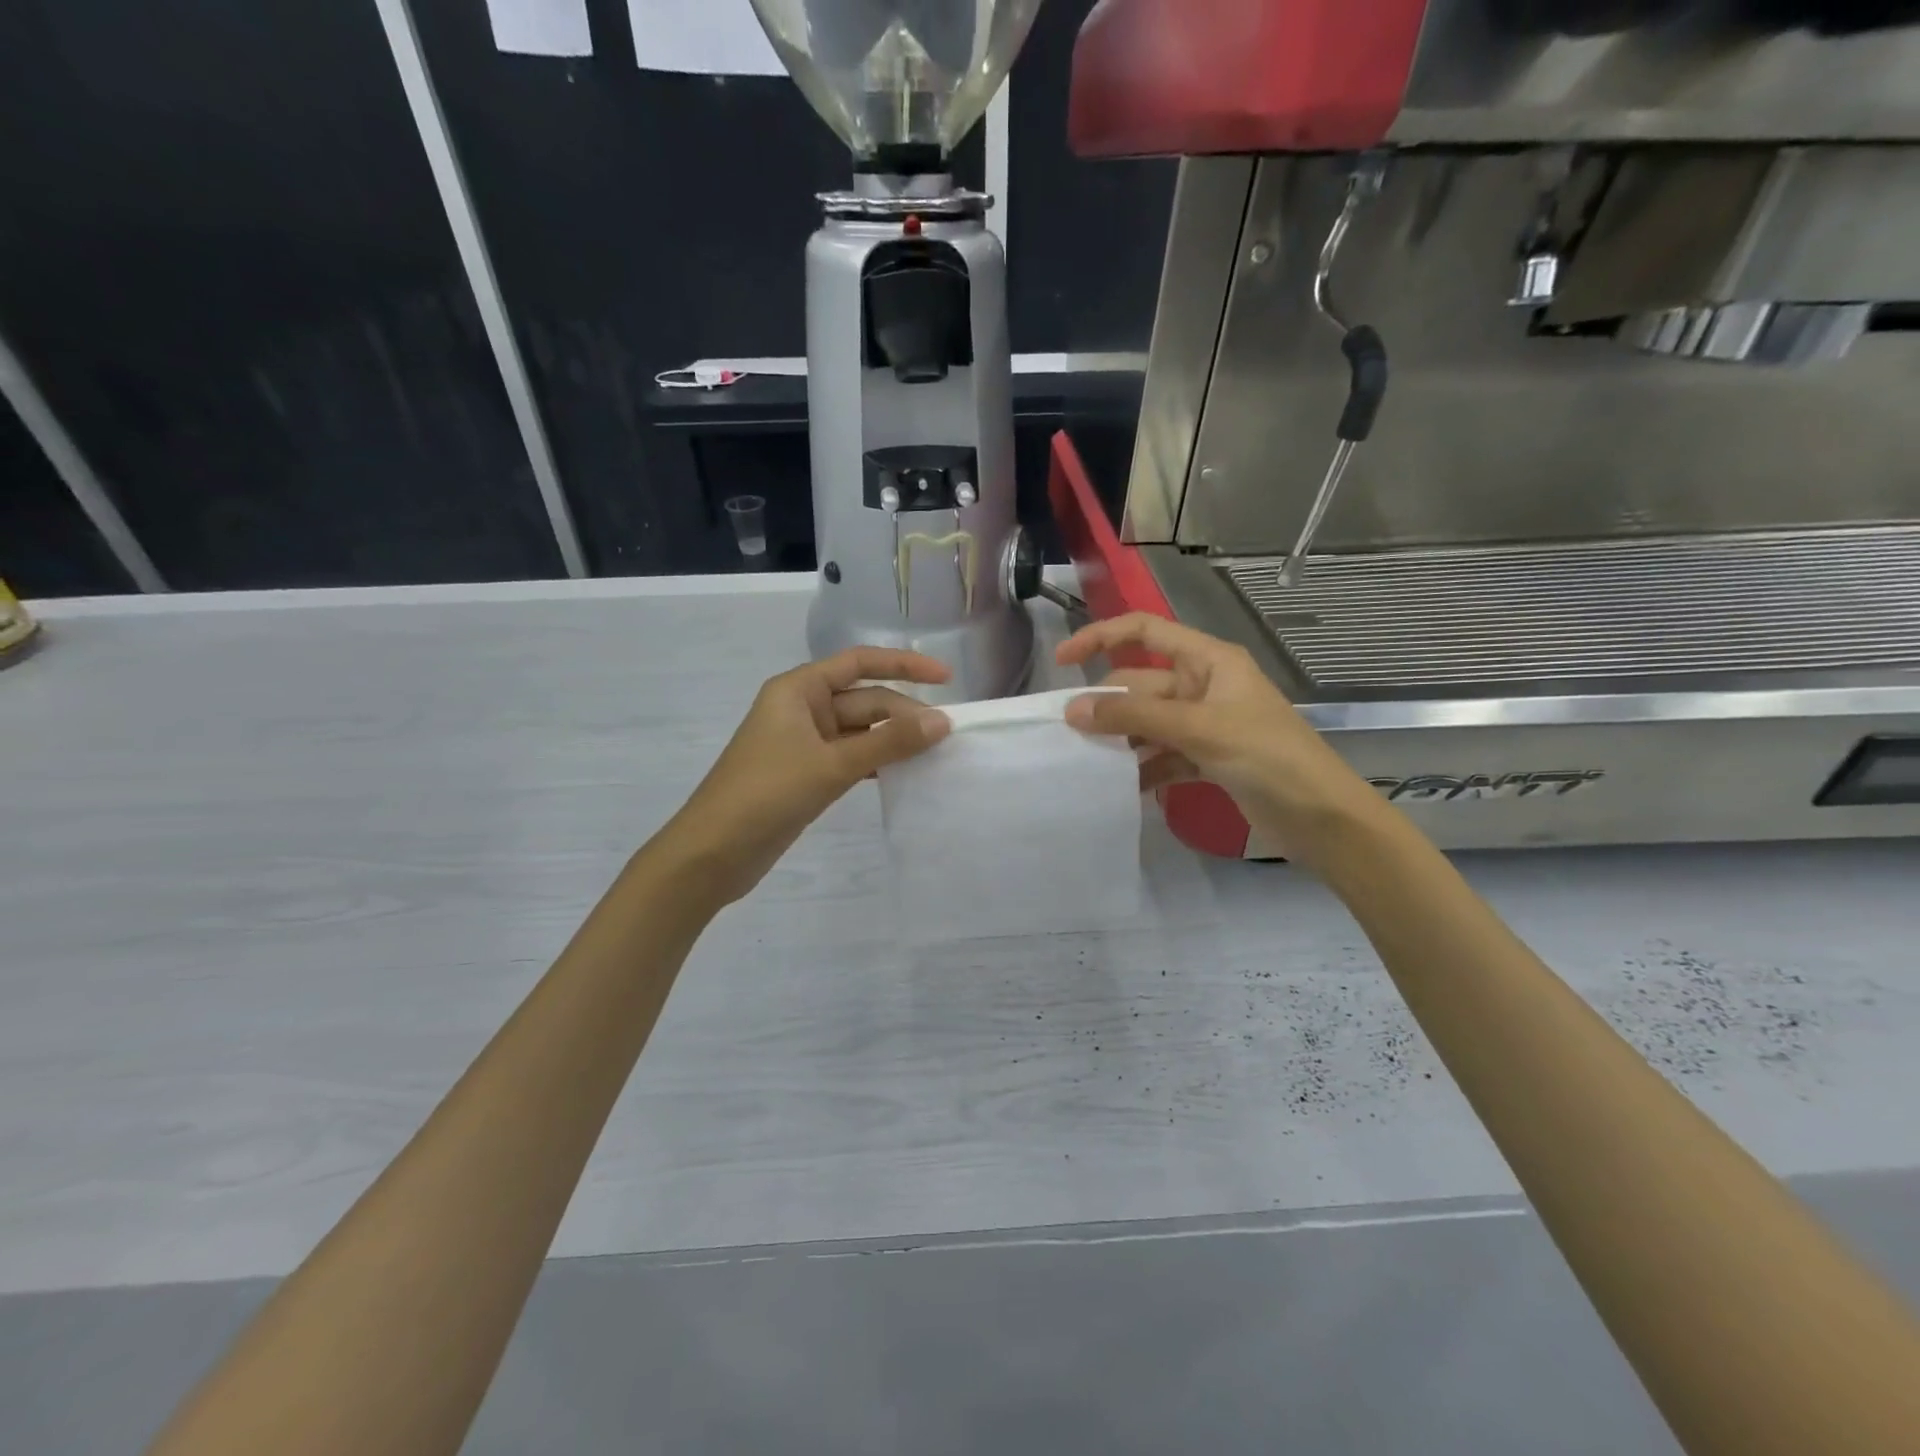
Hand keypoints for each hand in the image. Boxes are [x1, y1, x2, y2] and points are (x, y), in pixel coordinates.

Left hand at [658, 647, 952, 906]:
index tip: (946, 678)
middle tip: (948, 735)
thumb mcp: (832, 764)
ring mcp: (804, 744)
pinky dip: (877, 762)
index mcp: (798, 690)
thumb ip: (889, 741)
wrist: (713, 853)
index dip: (904, 665)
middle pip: (864, 700)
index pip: (859, 663)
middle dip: (904, 714)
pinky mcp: (807, 775)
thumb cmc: (767, 794)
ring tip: (936, 753)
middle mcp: (802, 709)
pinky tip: (905, 774)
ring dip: (894, 740)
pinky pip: (852, 758)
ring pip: (861, 732)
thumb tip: (942, 722)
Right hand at [1056, 613, 1381, 864]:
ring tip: (1088, 763)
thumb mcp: (1198, 729)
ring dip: (1122, 740)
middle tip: (1069, 734)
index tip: (1063, 661)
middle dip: (1107, 705)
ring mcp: (1205, 724)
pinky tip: (1124, 788)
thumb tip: (1072, 710)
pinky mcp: (1208, 759)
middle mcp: (1204, 686)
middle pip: (1141, 684)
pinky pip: (1163, 755)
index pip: (1145, 631)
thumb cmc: (1268, 756)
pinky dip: (1144, 769)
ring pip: (1148, 723)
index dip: (1101, 637)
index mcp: (1209, 660)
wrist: (1323, 818)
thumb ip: (1134, 716)